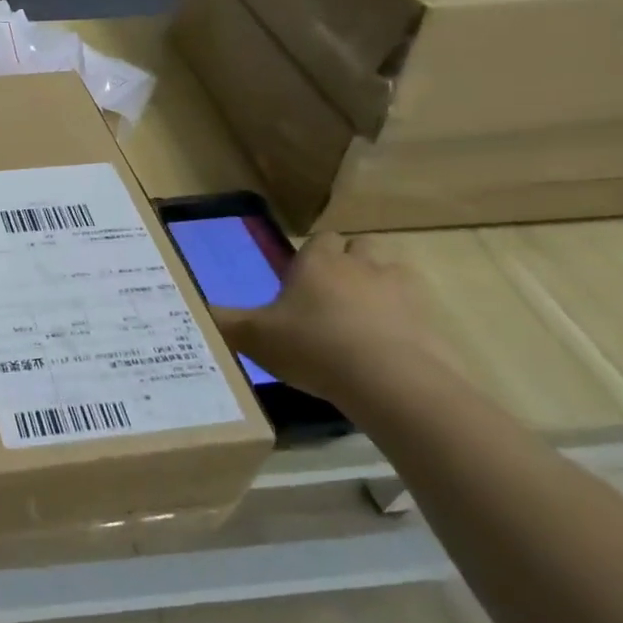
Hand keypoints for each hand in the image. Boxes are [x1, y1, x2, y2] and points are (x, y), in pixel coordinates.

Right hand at [209, 232, 452, 404]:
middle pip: (361, 247)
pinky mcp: (432, 322)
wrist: (389, 382)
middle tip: (331, 294)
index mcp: (318, 262)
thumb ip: (222, 321)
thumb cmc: (312, 347)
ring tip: (363, 318)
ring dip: (381, 287)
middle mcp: (361, 265)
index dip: (312, 256)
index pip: (320, 239)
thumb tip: (190, 309)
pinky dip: (404, 322)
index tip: (300, 279)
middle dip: (350, 262)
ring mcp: (402, 292)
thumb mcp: (253, 337)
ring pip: (393, 272)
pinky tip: (388, 348)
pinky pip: (417, 312)